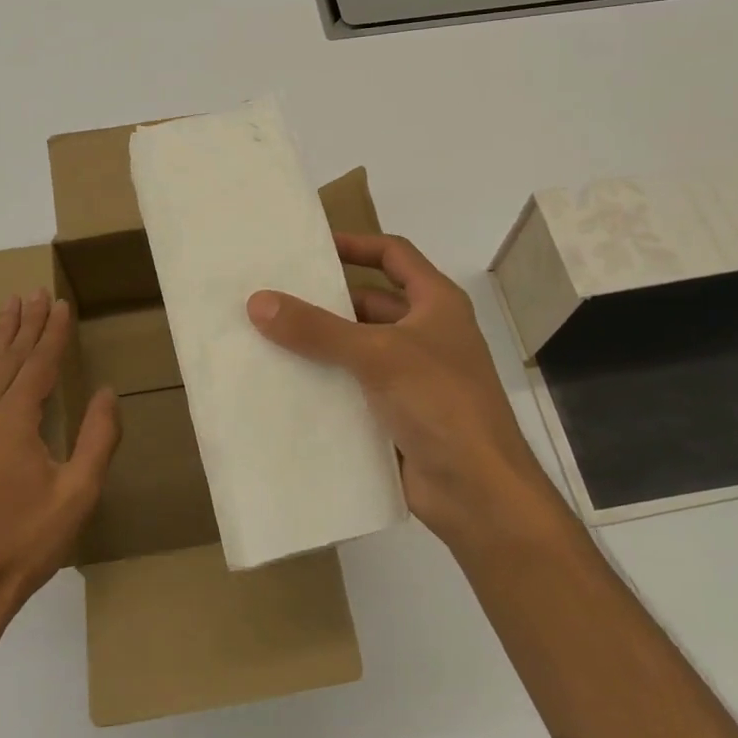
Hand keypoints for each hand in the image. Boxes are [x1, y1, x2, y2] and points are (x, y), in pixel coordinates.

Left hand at [0, 289, 119, 634]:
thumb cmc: (27, 541)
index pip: (39, 364)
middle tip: (37, 291)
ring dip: (1, 336)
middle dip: (27, 324)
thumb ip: (97, 438)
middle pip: (12, 359)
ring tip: (10, 303)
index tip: (62, 304)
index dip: (53, 333)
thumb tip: (105, 392)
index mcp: (15, 421)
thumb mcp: (78, 493)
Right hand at [246, 233, 565, 553]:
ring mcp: (411, 377)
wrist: (478, 492)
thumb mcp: (378, 355)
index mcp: (436, 304)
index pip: (394, 255)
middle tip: (271, 298)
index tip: (311, 247)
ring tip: (263, 339)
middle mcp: (425, 334)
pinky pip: (352, 389)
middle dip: (325, 303)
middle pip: (368, 305)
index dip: (356, 244)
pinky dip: (324, 385)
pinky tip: (283, 386)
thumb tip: (258, 301)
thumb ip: (318, 329)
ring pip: (356, 350)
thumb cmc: (441, 403)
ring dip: (319, 347)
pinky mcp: (396, 414)